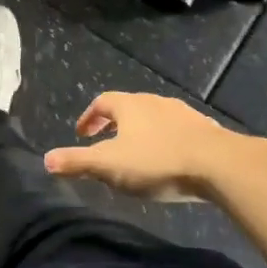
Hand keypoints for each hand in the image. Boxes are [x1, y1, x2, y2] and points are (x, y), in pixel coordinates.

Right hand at [43, 92, 241, 202]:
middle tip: (105, 143)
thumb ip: (76, 162)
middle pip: (129, 108)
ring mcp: (184, 114)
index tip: (82, 134)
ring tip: (137, 154)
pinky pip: (178, 132)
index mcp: (130, 106)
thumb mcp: (109, 165)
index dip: (89, 117)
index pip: (102, 102)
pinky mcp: (206, 130)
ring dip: (142, 132)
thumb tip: (46, 160)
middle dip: (114, 124)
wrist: (221, 165)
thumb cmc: (157, 161)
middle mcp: (156, 102)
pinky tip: (169, 161)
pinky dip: (166, 141)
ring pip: (155, 119)